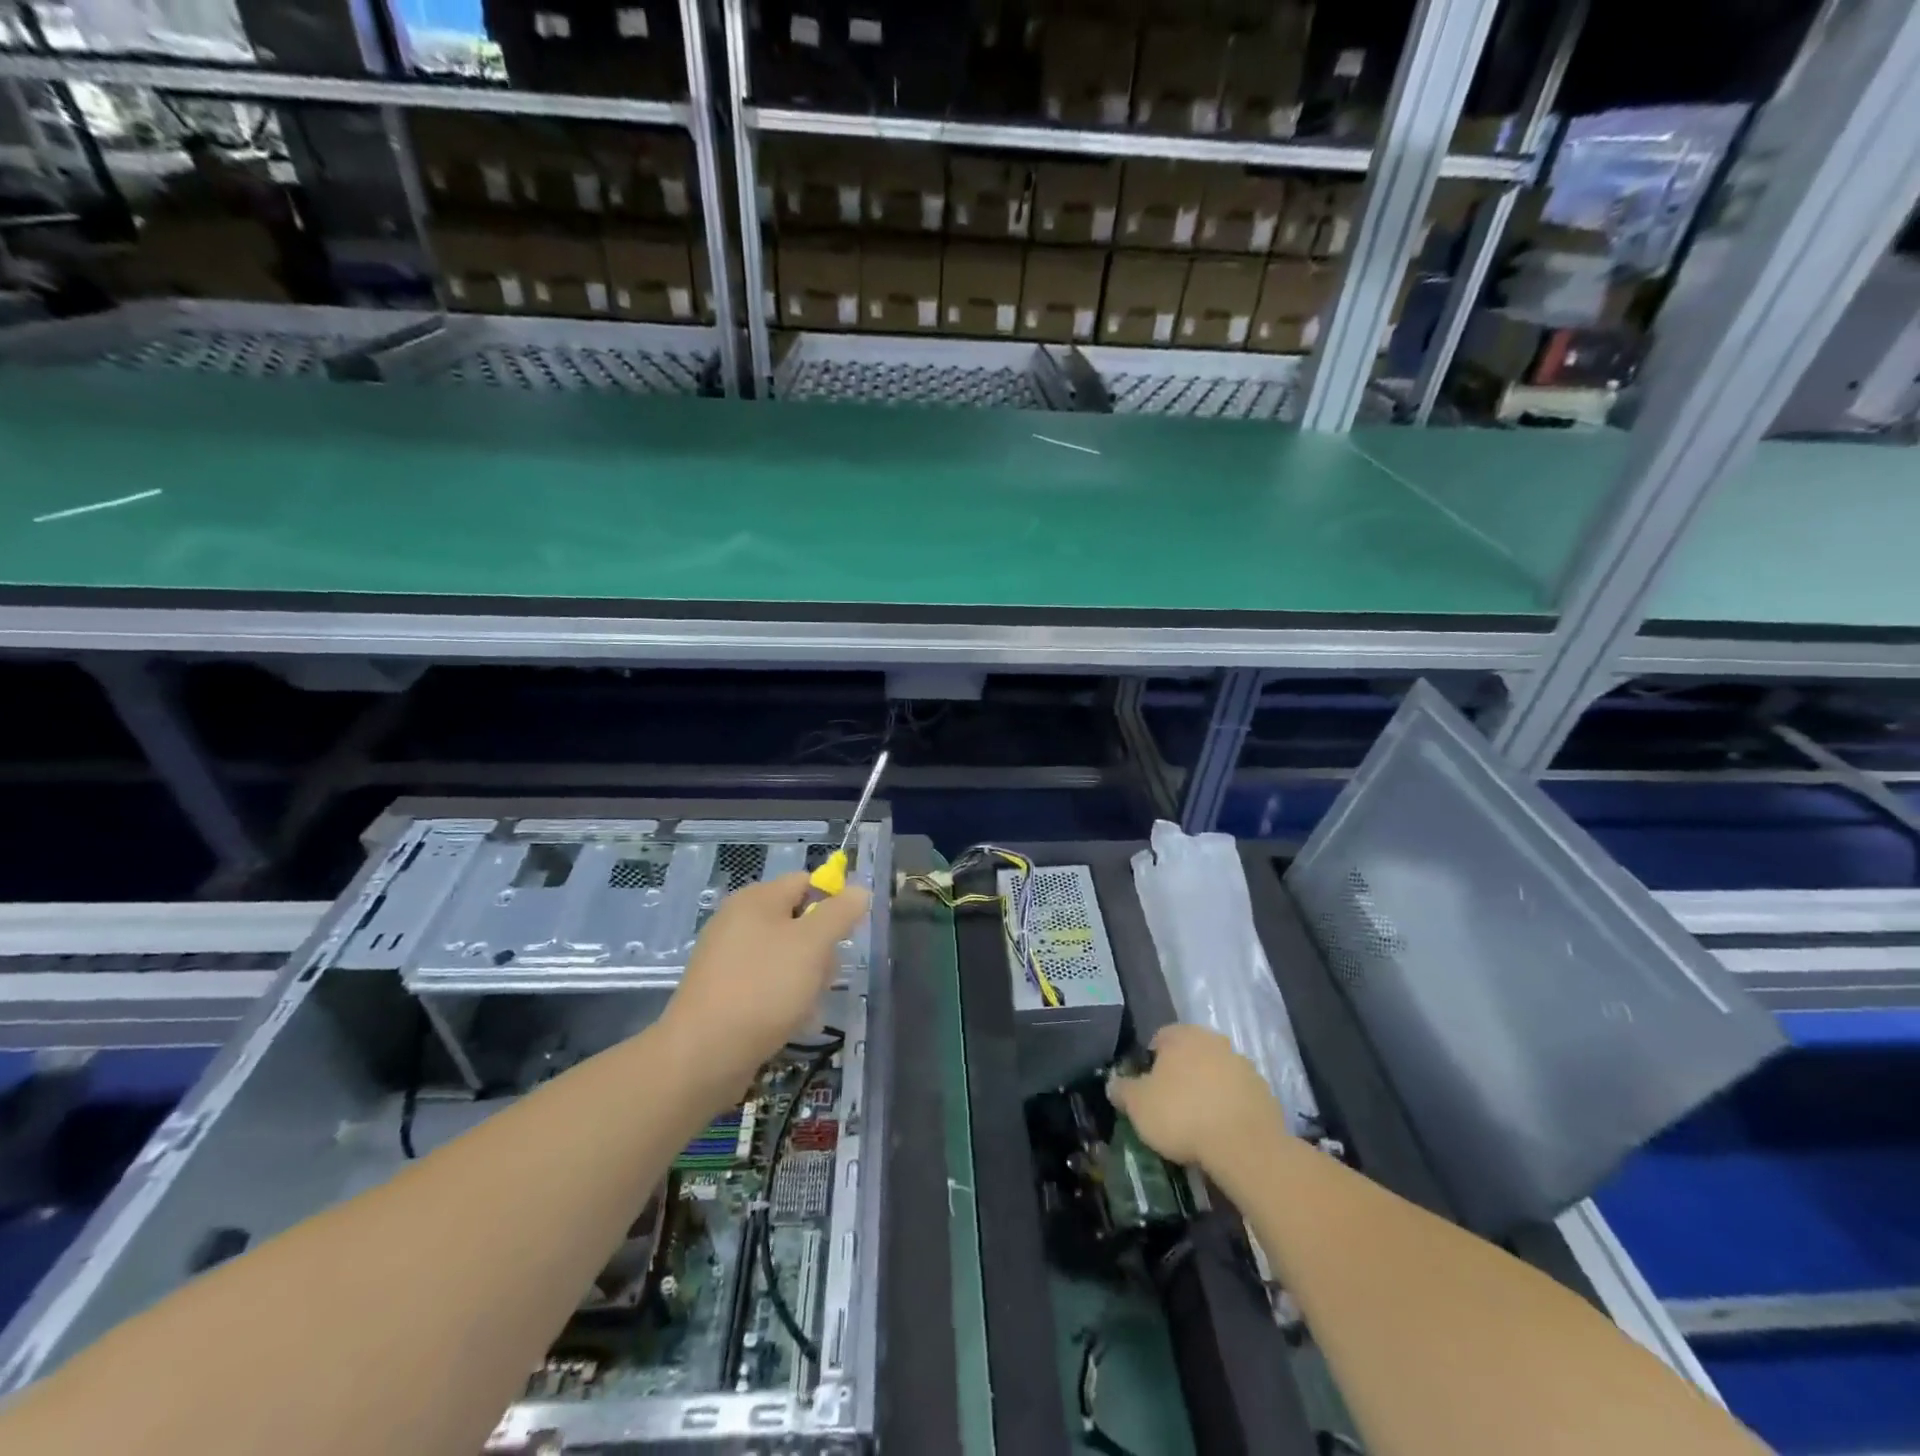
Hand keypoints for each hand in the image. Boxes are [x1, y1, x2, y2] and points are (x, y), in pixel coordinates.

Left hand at [662, 873, 870, 1086]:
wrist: (703, 1054)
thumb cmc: (764, 987)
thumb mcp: (813, 943)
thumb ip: (840, 912)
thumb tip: (858, 890)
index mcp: (756, 899)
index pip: (806, 882)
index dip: (833, 903)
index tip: (847, 936)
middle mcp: (738, 921)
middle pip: (798, 921)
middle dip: (821, 949)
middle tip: (824, 976)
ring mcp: (728, 958)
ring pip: (786, 957)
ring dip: (807, 979)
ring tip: (808, 1007)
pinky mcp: (723, 992)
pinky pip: (766, 984)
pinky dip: (784, 1000)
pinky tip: (791, 1023)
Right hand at [1108, 1024, 1287, 1180]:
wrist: (1245, 1147)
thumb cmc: (1182, 1116)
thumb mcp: (1138, 1106)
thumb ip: (1122, 1089)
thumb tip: (1113, 1083)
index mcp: (1183, 1036)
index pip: (1159, 1039)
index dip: (1150, 1064)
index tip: (1147, 1090)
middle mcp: (1214, 1041)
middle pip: (1190, 1055)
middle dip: (1180, 1075)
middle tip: (1169, 1107)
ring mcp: (1243, 1065)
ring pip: (1215, 1074)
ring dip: (1206, 1091)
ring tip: (1197, 1125)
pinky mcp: (1264, 1093)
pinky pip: (1237, 1096)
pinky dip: (1228, 1108)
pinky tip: (1221, 1134)